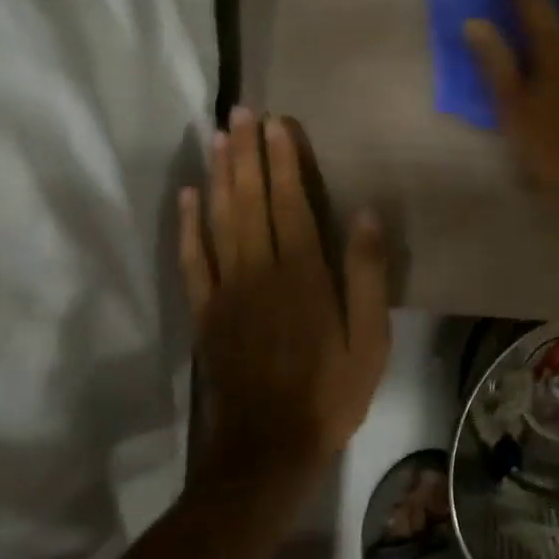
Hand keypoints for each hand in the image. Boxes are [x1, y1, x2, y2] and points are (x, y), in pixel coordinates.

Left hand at [178, 109, 390, 484]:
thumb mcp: (370, 339)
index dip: (284, 161)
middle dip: (247, 153)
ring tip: (218, 136)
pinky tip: (188, 195)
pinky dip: (188, 224)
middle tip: (240, 112)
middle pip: (250, 200)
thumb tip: (365, 215)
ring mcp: (226, 290)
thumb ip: (366, 275)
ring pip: (219, 220)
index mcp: (303, 274)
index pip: (291, 203)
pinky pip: (193, 259)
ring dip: (219, 175)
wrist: (268, 447)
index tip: (277, 123)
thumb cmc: (331, 391)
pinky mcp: (205, 312)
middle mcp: (260, 270)